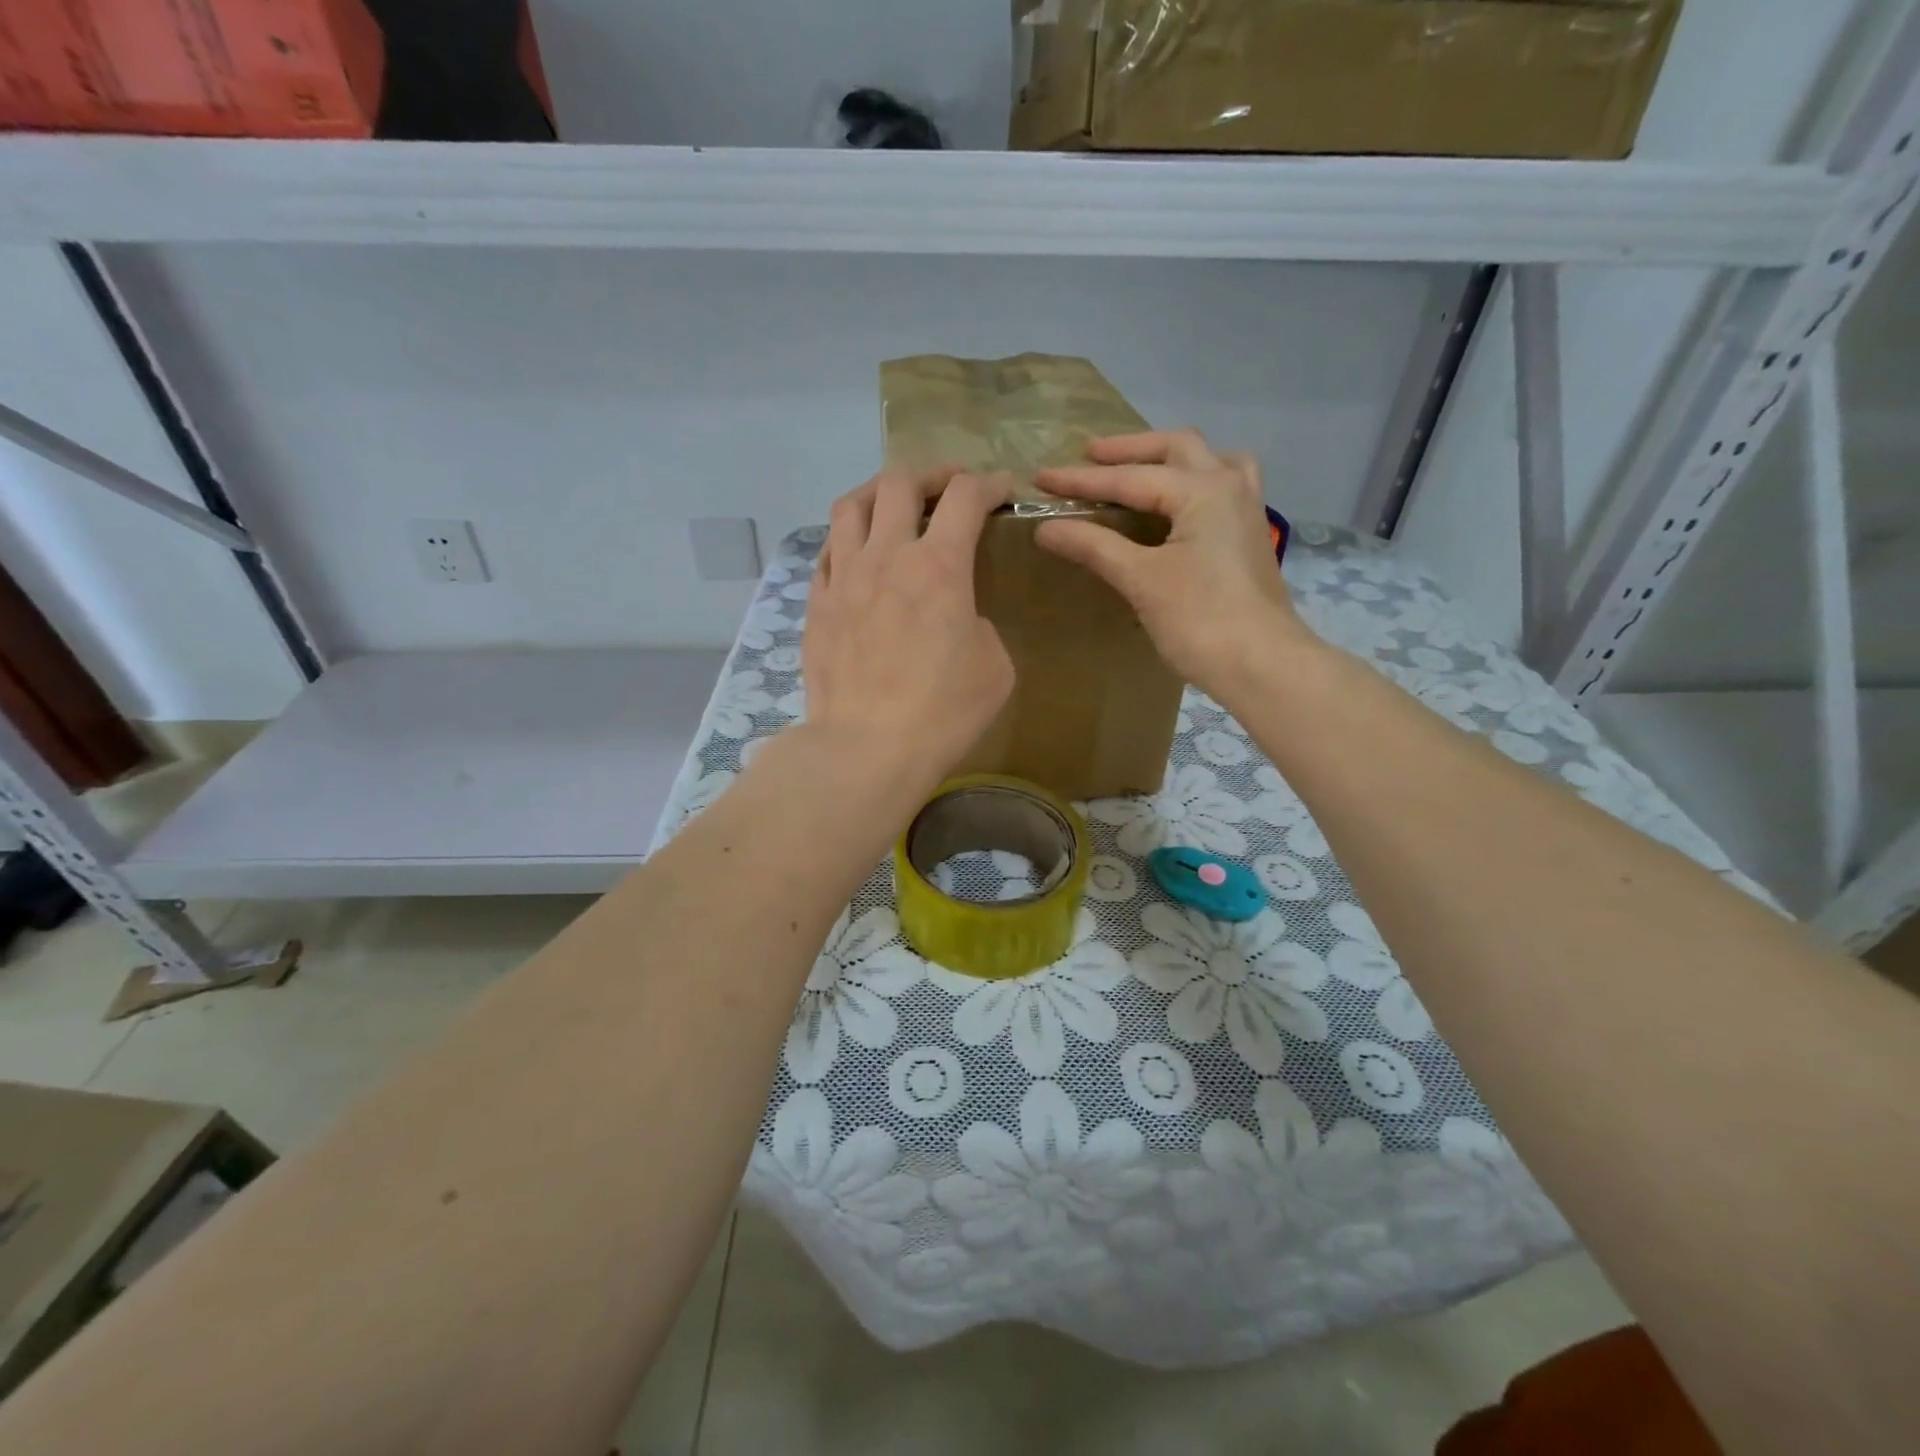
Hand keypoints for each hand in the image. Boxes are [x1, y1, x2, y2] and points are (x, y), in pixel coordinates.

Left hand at [800, 467, 1014, 799]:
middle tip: (948, 490)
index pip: (966, 496)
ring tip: (893, 506)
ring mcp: (844, 578)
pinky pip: (827, 550)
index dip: (990, 483)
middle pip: (900, 482)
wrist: (867, 748)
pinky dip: (848, 538)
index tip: (1003, 491)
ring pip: (852, 505)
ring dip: (879, 494)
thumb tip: (957, 617)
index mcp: (940, 566)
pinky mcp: (817, 604)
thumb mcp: (994, 667)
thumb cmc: (943, 712)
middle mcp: (887, 556)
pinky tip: (858, 554)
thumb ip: (980, 623)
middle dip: (932, 474)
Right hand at [1035, 430, 1314, 697]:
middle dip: (1129, 450)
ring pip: (1209, 461)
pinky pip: (1220, 488)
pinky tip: (1177, 506)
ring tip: (1138, 469)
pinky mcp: (1249, 537)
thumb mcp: (1141, 580)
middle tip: (1089, 456)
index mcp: (1204, 490)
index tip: (1041, 478)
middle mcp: (1230, 487)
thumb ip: (1094, 546)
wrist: (1263, 665)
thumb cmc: (1201, 620)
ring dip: (1170, 458)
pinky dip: (1193, 483)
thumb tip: (1045, 528)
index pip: (1130, 478)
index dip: (1081, 480)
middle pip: (1176, 448)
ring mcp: (1246, 511)